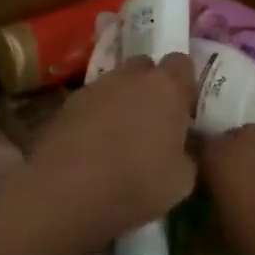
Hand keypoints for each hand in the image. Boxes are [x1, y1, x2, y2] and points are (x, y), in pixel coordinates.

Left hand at [31, 54, 197, 245]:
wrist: (67, 191)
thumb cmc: (135, 183)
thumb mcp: (182, 181)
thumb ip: (188, 153)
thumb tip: (184, 146)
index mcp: (166, 87)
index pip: (182, 63)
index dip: (184, 85)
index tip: (185, 110)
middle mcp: (130, 77)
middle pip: (146, 67)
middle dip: (152, 87)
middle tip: (155, 120)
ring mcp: (95, 87)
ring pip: (116, 84)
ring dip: (122, 100)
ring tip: (121, 136)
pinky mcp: (67, 104)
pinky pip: (92, 101)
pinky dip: (97, 115)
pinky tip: (94, 145)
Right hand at [198, 127, 254, 254]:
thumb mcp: (226, 246)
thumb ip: (197, 239)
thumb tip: (180, 244)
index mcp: (217, 152)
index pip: (190, 151)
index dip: (188, 171)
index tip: (191, 192)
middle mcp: (245, 135)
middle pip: (224, 146)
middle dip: (222, 166)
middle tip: (223, 196)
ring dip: (253, 167)